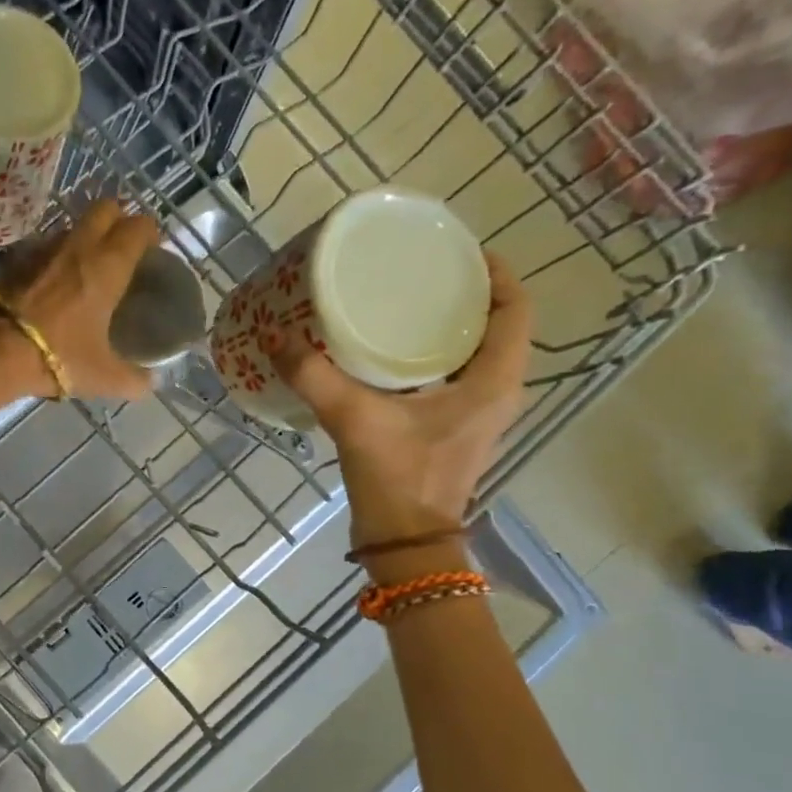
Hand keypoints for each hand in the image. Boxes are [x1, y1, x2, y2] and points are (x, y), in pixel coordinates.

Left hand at [0, 198, 158, 401]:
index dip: (149, 234)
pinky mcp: (18, 259)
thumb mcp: (104, 376)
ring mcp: (45, 248)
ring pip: (73, 225)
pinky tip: (55, 280)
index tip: (152, 251)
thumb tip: (151, 384)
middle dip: (117, 220)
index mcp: (108, 266)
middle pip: (105, 209)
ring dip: (85, 236)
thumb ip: (133, 379)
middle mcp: (80, 246)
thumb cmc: (60, 356)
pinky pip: (45, 245)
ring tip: (89, 264)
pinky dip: (56, 255)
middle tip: (122, 248)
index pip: (138, 227)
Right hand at [268, 254, 531, 547]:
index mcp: (493, 381)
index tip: (458, 250)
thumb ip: (314, 375)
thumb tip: (275, 336)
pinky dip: (430, 354)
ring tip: (402, 300)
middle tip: (418, 270)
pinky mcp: (453, 428)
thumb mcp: (354, 419)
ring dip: (447, 324)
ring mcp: (476, 413)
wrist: (404, 542)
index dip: (495, 272)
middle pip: (495, 325)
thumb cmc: (398, 478)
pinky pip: (454, 375)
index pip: (515, 309)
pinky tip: (388, 350)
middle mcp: (496, 392)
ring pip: (474, 351)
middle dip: (463, 293)